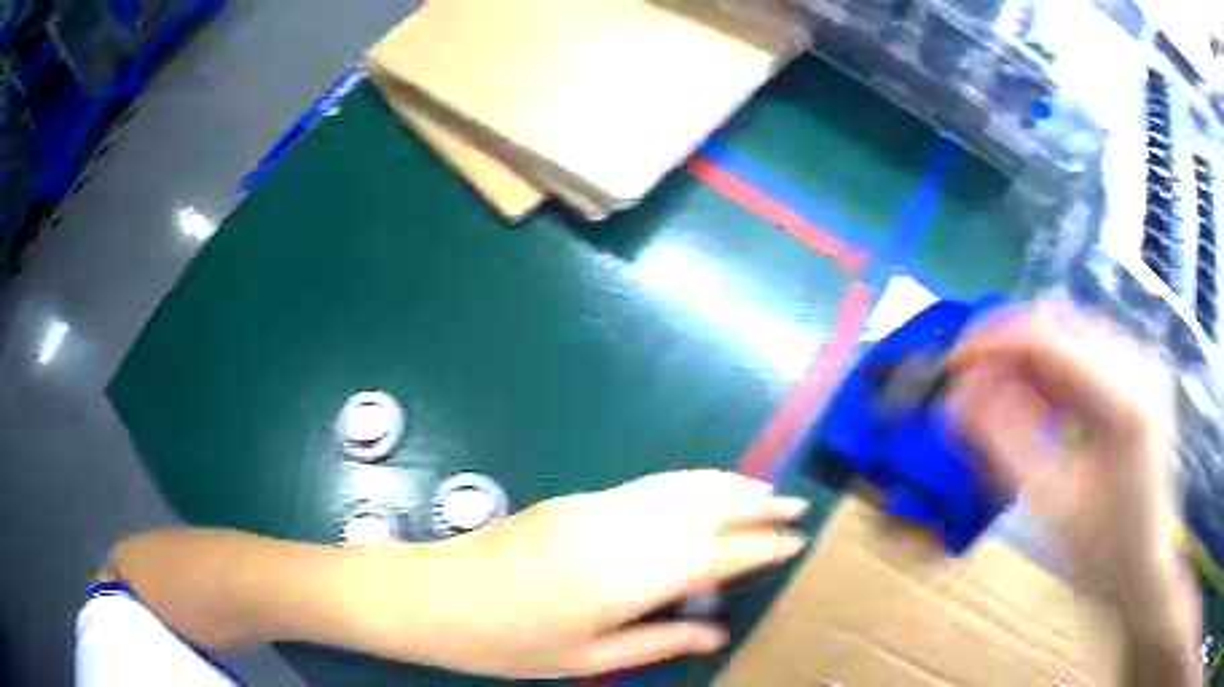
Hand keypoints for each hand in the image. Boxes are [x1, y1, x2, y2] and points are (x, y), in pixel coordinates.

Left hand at [358, 470, 807, 677]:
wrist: (435, 595)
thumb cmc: (509, 642)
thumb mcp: (589, 657)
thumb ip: (660, 641)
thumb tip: (717, 631)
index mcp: (627, 575)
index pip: (716, 551)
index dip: (760, 545)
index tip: (796, 541)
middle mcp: (619, 527)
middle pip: (704, 505)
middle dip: (754, 502)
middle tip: (795, 504)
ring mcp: (595, 505)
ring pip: (678, 485)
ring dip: (725, 483)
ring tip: (762, 489)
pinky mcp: (577, 498)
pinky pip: (650, 485)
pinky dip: (689, 483)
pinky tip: (701, 493)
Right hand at [946, 303, 1181, 604]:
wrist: (1146, 572)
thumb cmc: (1103, 557)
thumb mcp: (1052, 507)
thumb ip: (1007, 444)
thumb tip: (956, 398)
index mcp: (1125, 398)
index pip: (1049, 338)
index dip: (993, 342)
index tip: (951, 362)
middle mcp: (1138, 364)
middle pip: (1061, 325)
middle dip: (1008, 346)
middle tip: (970, 381)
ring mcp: (1142, 367)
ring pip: (1072, 336)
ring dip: (1028, 359)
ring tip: (996, 394)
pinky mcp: (1140, 380)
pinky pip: (1087, 358)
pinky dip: (1053, 374)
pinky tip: (1035, 402)